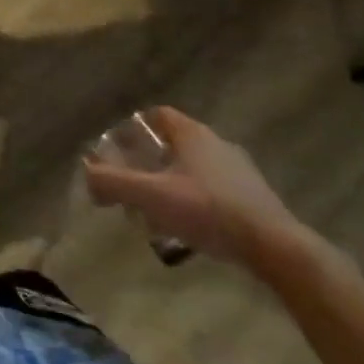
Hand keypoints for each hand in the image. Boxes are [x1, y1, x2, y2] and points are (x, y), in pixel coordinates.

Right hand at [83, 108, 302, 267]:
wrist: (276, 248)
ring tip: (157, 210)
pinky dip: (196, 201)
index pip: (157, 115)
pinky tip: (189, 227)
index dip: (134, 128)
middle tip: (133, 182)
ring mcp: (240, 171)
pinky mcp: (254, 198)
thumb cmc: (208, 210)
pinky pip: (214, 190)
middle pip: (173, 143)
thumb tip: (87, 176)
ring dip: (172, 183)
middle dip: (150, 160)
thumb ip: (112, 182)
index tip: (119, 150)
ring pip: (194, 168)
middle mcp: (217, 143)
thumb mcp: (150, 196)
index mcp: (192, 134)